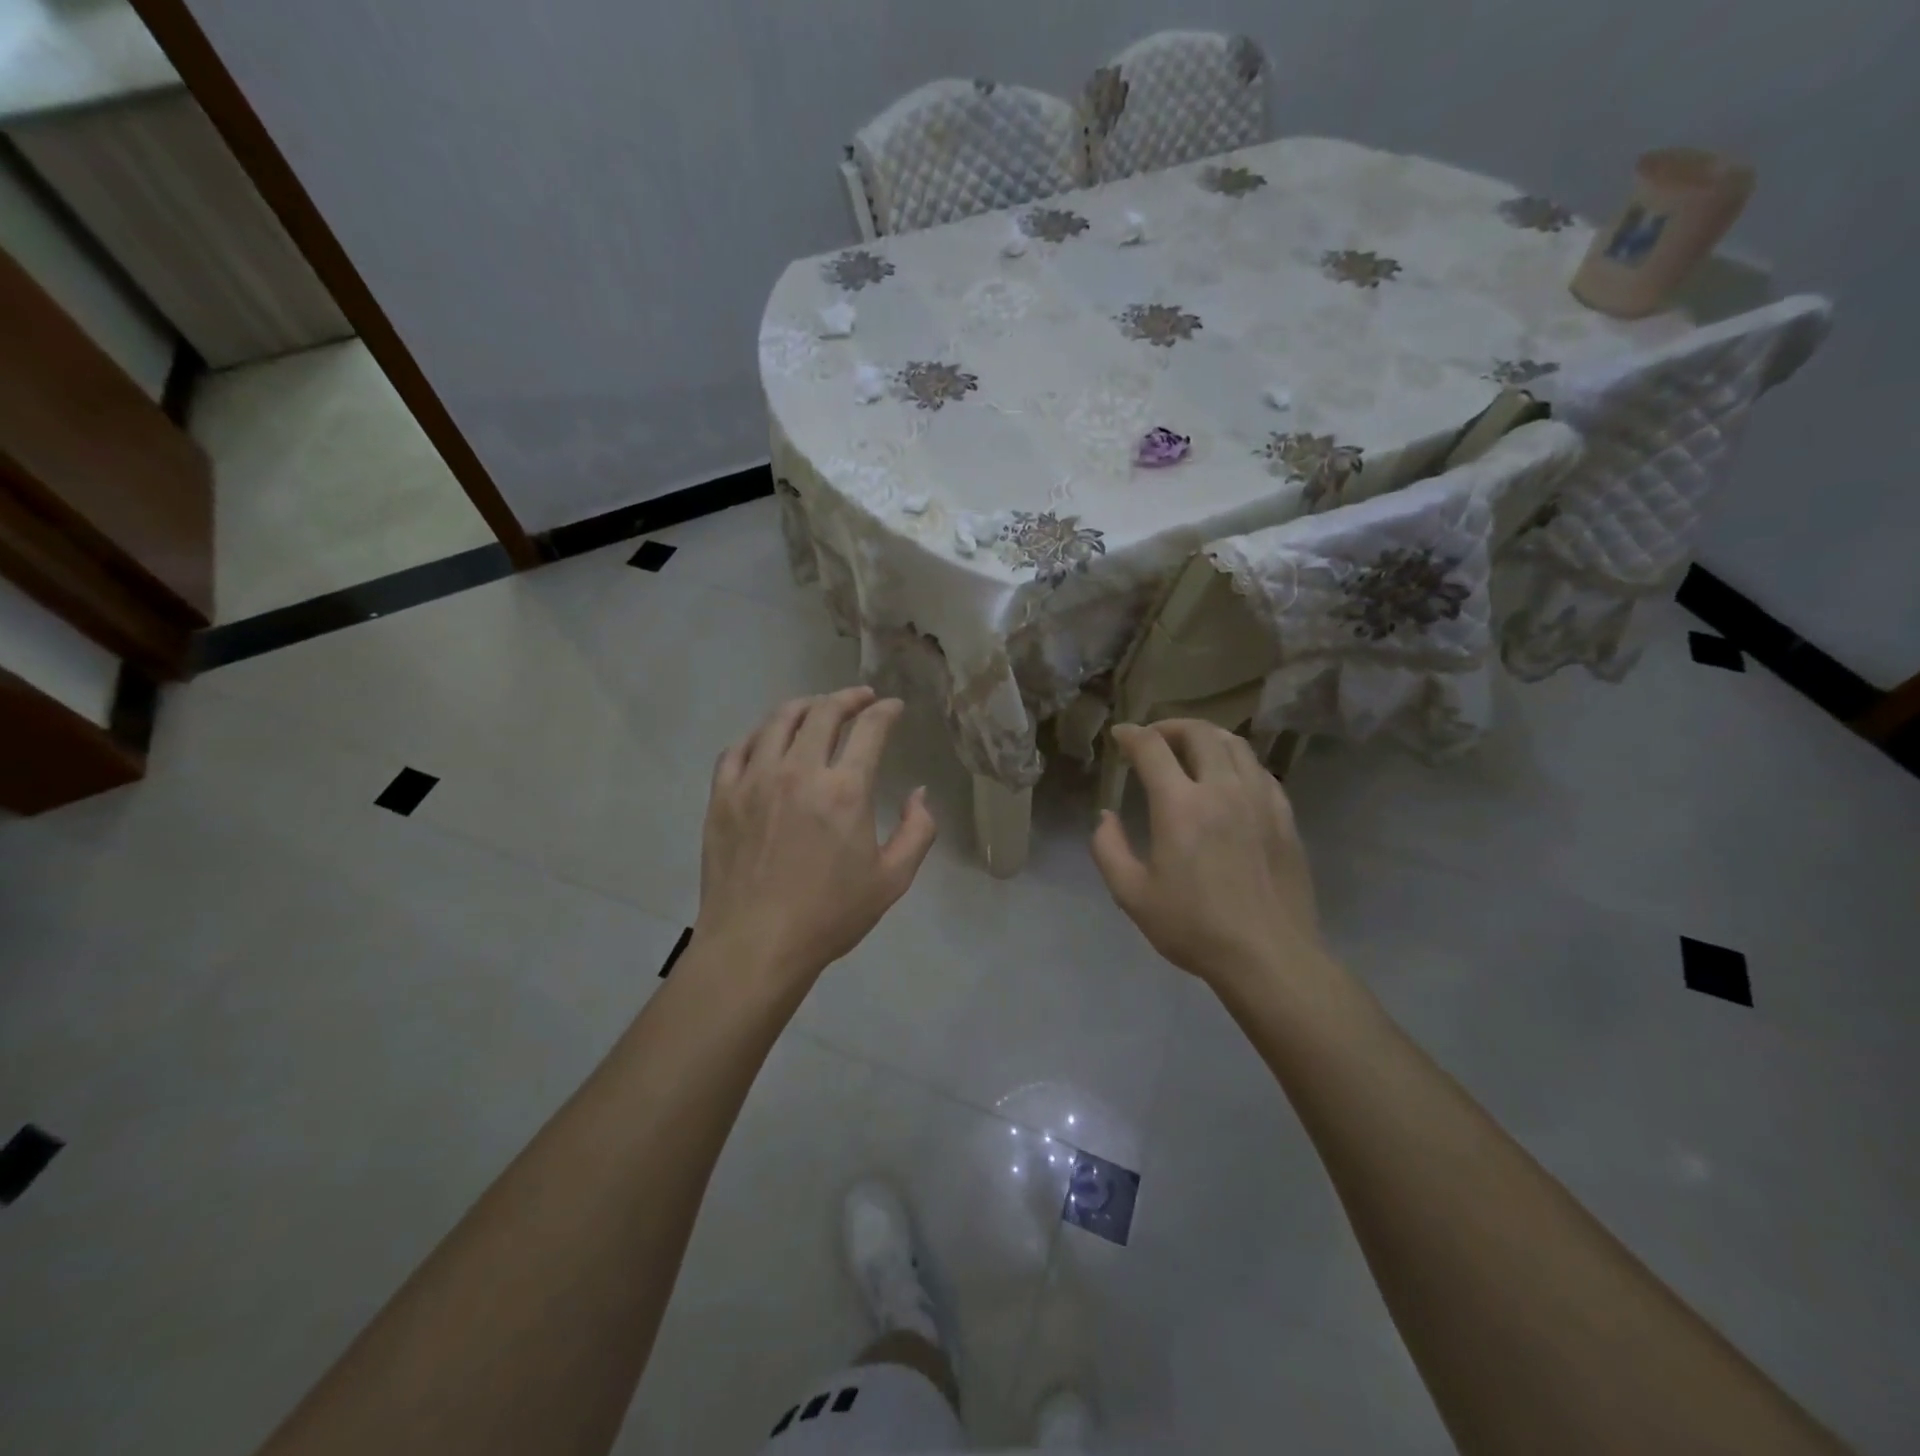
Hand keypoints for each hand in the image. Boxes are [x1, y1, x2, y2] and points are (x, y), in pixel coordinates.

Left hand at [694, 687, 936, 988]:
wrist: (755, 945)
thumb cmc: (829, 915)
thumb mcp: (892, 880)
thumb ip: (918, 831)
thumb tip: (919, 793)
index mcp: (845, 790)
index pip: (870, 729)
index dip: (886, 711)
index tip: (893, 707)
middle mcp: (798, 771)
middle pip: (823, 712)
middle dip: (847, 697)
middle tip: (860, 698)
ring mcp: (754, 780)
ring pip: (778, 721)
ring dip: (804, 706)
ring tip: (817, 708)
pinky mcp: (722, 795)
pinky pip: (738, 748)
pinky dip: (758, 735)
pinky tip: (767, 740)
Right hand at [1091, 721, 1323, 988]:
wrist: (1269, 956)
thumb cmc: (1194, 927)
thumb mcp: (1132, 895)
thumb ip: (1108, 848)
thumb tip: (1106, 816)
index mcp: (1181, 806)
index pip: (1152, 748)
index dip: (1131, 735)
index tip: (1119, 736)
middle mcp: (1223, 789)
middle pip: (1199, 733)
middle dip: (1169, 727)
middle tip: (1153, 740)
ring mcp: (1260, 799)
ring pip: (1235, 744)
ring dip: (1206, 737)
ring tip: (1190, 751)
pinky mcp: (1284, 816)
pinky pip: (1260, 770)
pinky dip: (1236, 761)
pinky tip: (1229, 780)